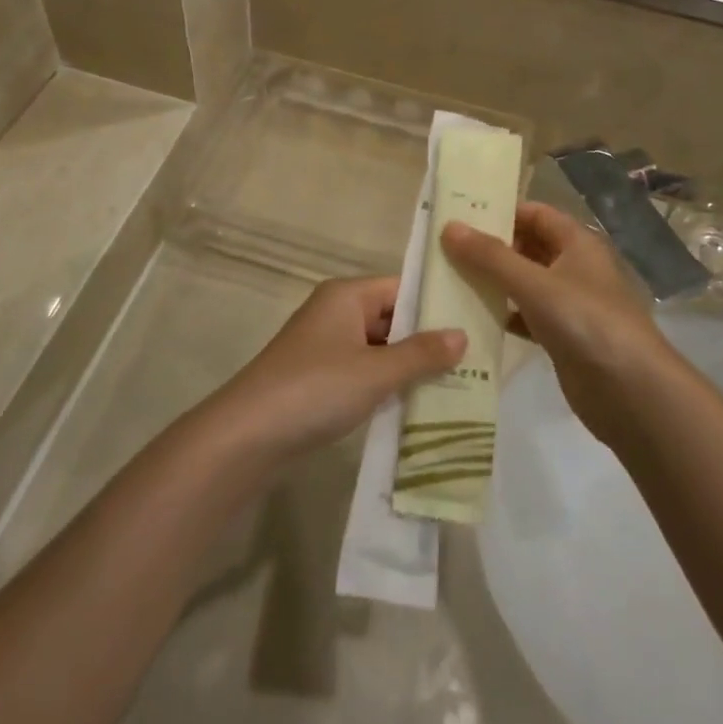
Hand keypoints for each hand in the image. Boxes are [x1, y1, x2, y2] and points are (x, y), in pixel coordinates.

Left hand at [206, 277, 463, 464]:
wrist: (247, 436)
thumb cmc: (316, 388)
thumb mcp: (376, 371)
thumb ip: (421, 353)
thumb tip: (463, 335)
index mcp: (346, 296)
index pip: (401, 288)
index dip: (436, 304)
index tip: (475, 321)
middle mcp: (335, 313)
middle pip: (391, 318)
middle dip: (427, 340)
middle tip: (475, 359)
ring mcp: (324, 347)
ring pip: (378, 349)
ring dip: (408, 367)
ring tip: (458, 384)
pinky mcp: (318, 379)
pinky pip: (363, 372)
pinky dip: (386, 385)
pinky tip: (417, 405)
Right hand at [442, 203, 683, 450]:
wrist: (632, 392)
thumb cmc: (586, 322)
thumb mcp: (535, 284)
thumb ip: (491, 257)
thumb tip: (449, 226)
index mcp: (577, 243)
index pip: (535, 213)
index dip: (500, 212)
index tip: (458, 216)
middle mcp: (574, 268)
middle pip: (527, 247)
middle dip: (490, 248)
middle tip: (443, 249)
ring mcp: (569, 305)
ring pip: (524, 283)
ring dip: (492, 282)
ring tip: (448, 280)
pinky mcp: (562, 338)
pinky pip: (526, 317)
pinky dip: (502, 315)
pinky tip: (472, 319)